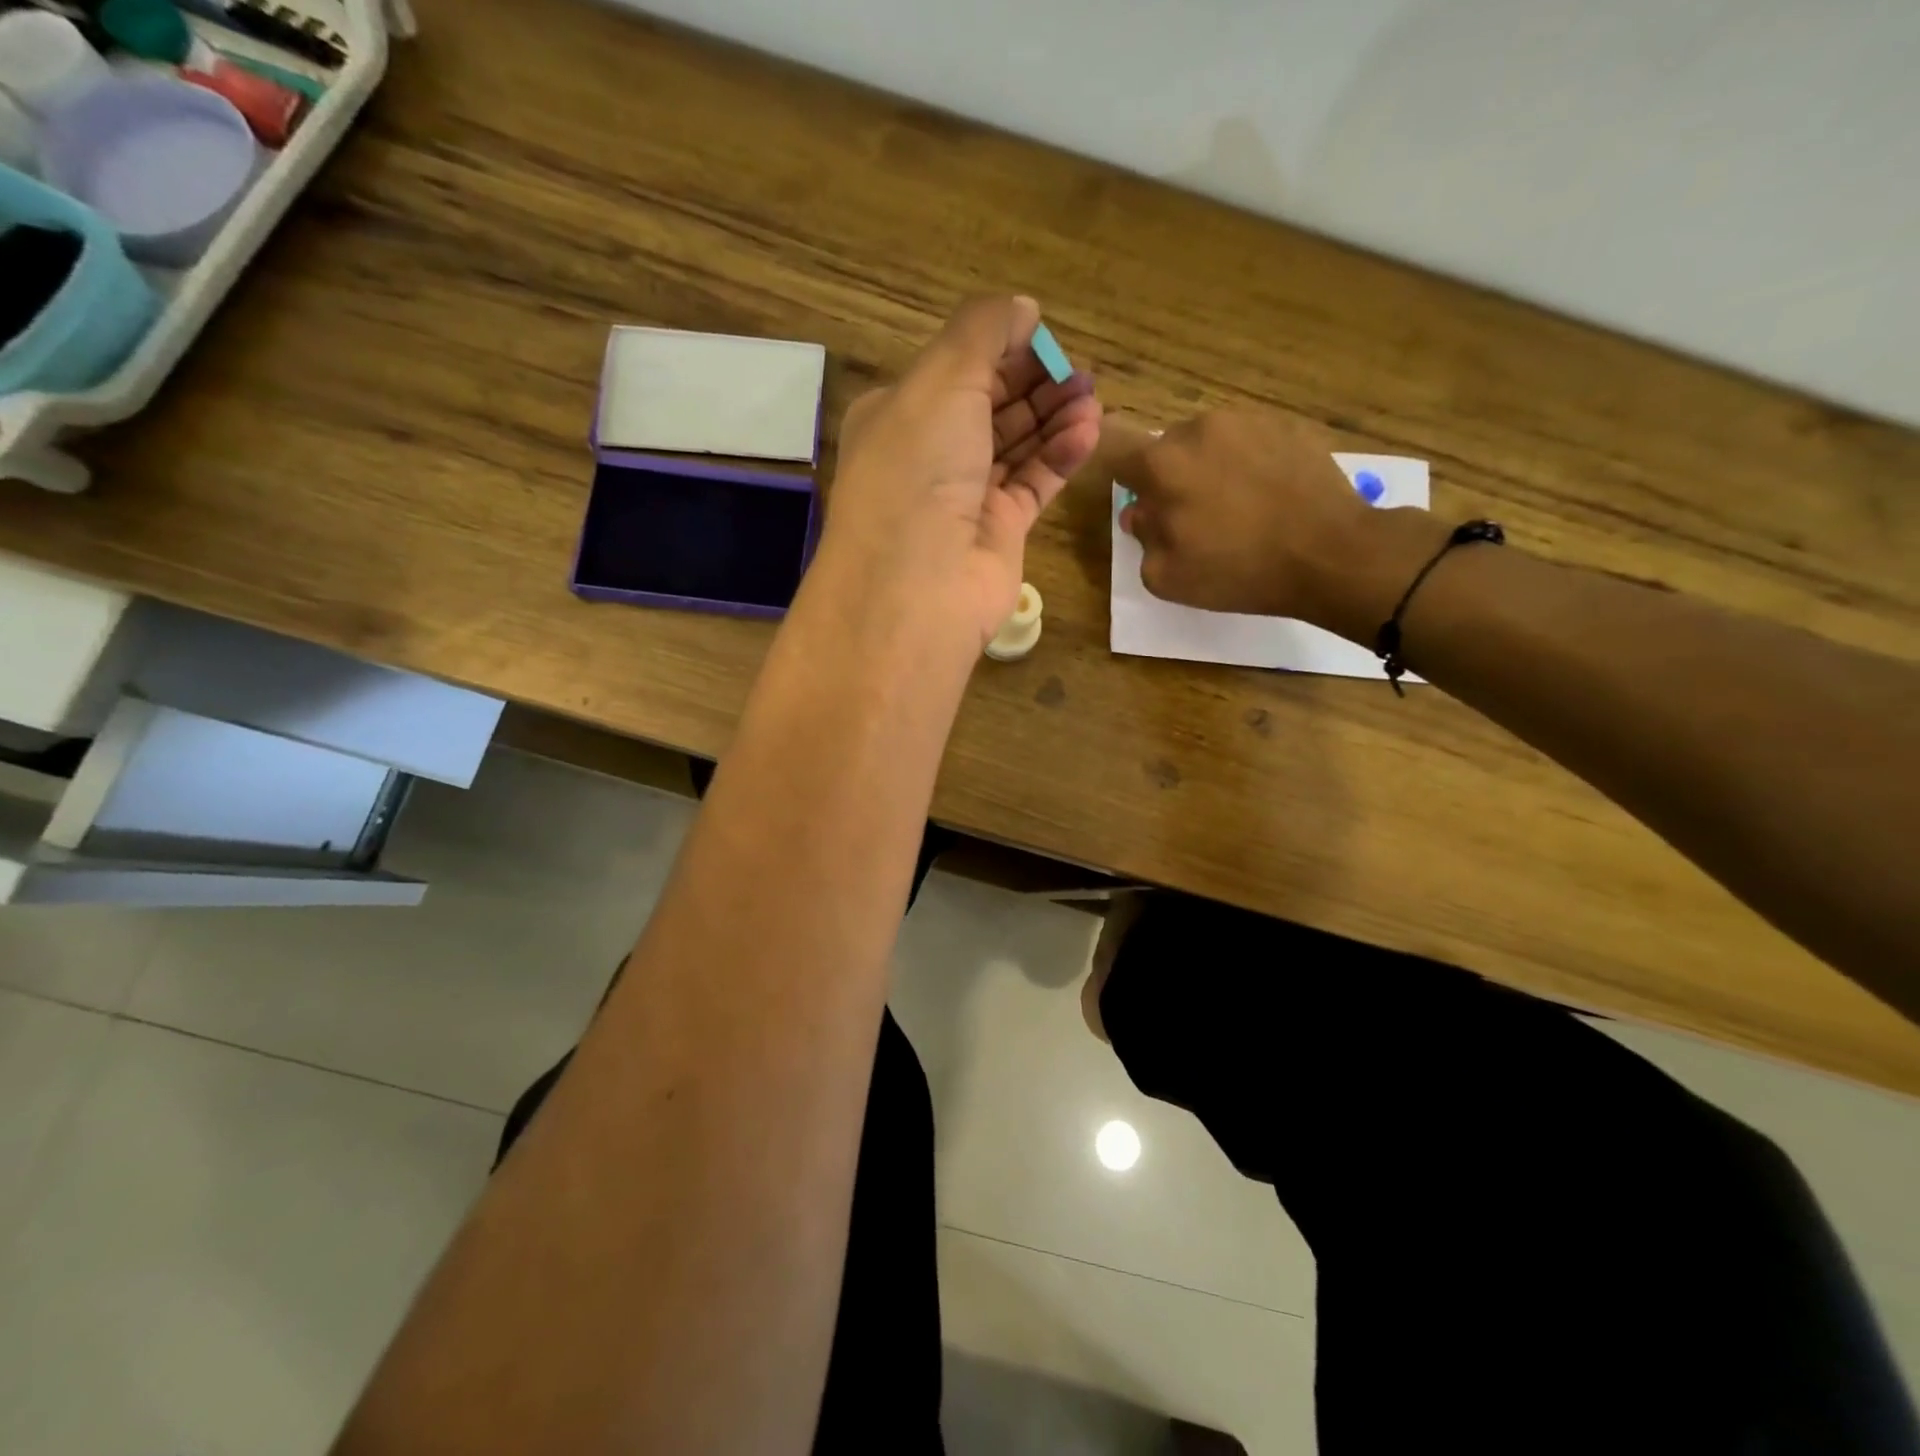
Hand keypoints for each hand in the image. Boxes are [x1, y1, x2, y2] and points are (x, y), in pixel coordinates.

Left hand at [821, 297, 1101, 647]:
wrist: (918, 585)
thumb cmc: (919, 470)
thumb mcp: (941, 379)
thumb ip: (983, 332)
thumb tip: (1023, 310)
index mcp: (899, 415)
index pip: (956, 371)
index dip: (1002, 350)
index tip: (1046, 338)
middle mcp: (929, 455)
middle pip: (991, 407)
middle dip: (1036, 384)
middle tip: (1081, 372)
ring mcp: (964, 497)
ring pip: (1017, 446)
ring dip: (1054, 417)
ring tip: (1092, 397)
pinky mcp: (998, 532)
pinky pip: (1034, 483)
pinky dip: (1060, 456)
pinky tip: (1089, 431)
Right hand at [1110, 406, 1445, 640]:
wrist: (1330, 553)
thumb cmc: (1238, 571)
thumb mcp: (1167, 577)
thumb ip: (1142, 539)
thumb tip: (1141, 513)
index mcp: (1161, 464)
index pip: (1116, 451)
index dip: (1122, 476)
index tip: (1137, 499)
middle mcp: (1198, 428)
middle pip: (1166, 449)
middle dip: (1170, 478)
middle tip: (1193, 516)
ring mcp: (1247, 420)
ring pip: (1209, 442)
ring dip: (1211, 468)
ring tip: (1238, 506)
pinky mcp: (1288, 424)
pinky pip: (1250, 442)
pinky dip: (1250, 464)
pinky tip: (1269, 497)